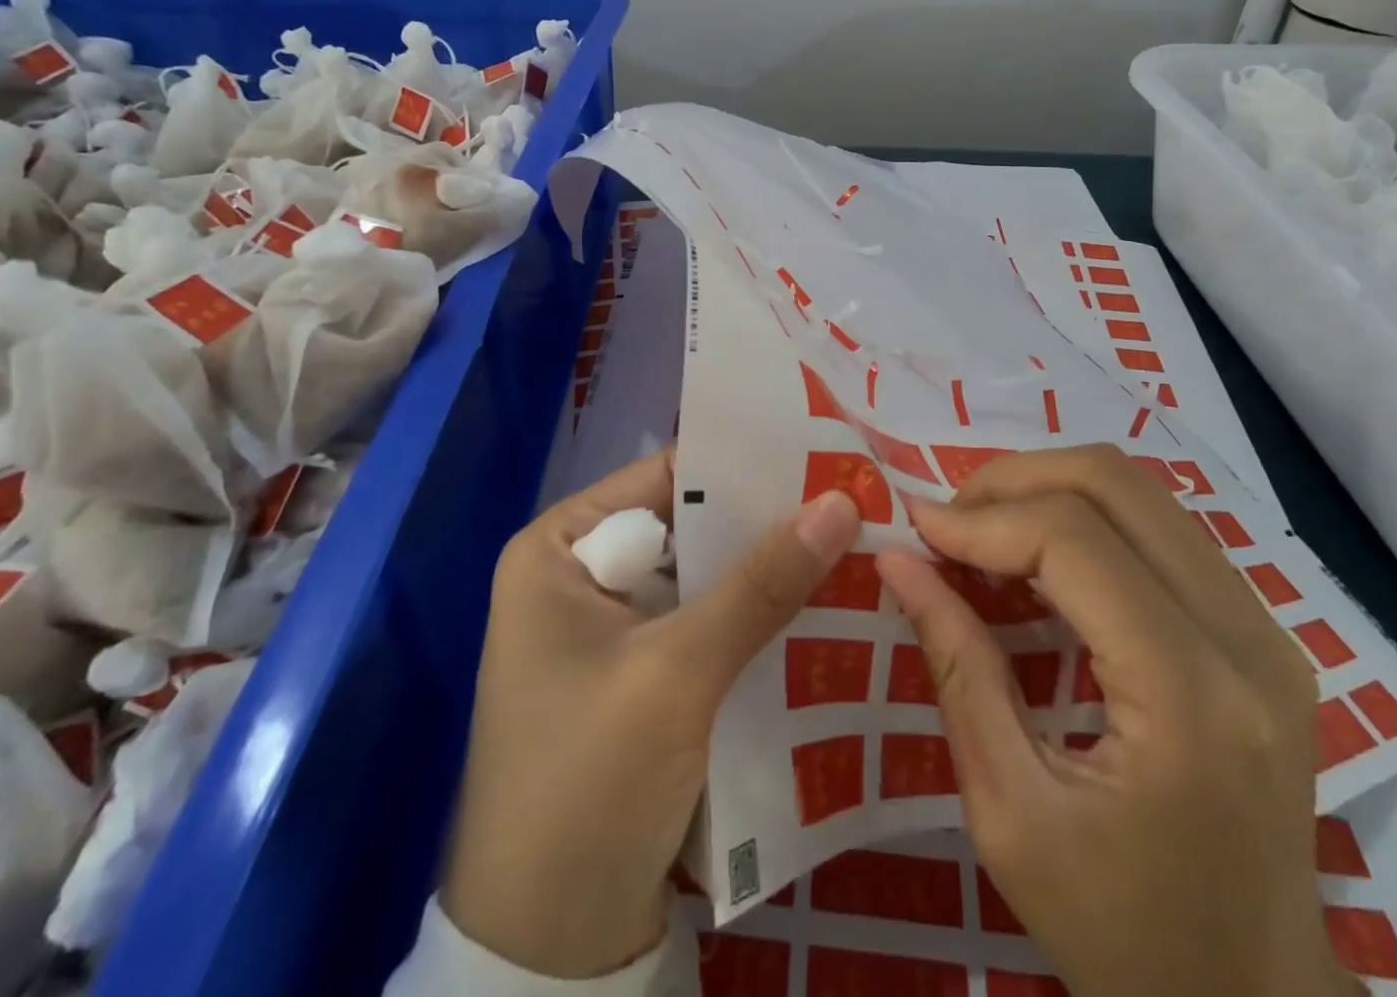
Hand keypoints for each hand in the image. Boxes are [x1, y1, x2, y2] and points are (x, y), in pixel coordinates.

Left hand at [441, 452, 860, 978]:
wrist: (544, 955)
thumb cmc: (587, 785)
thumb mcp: (678, 672)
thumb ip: (761, 584)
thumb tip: (841, 500)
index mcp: (558, 549)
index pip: (663, 478)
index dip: (741, 464)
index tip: (819, 451)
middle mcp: (578, 576)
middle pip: (687, 528)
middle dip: (762, 521)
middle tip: (850, 495)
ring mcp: (608, 632)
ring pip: (702, 580)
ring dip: (765, 573)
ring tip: (852, 540)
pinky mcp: (636, 680)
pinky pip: (703, 627)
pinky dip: (752, 621)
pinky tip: (819, 608)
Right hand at [877, 445, 1357, 996]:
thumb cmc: (1123, 932)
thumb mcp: (1010, 813)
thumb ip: (956, 668)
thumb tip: (896, 560)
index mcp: (1191, 699)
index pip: (1075, 541)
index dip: (982, 518)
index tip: (914, 525)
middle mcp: (1248, 642)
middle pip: (1119, 484)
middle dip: (1015, 479)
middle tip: (949, 519)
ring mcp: (1269, 630)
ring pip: (1143, 491)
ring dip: (1049, 490)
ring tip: (984, 530)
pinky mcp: (1262, 631)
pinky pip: (1161, 528)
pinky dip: (1086, 518)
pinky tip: (1038, 557)